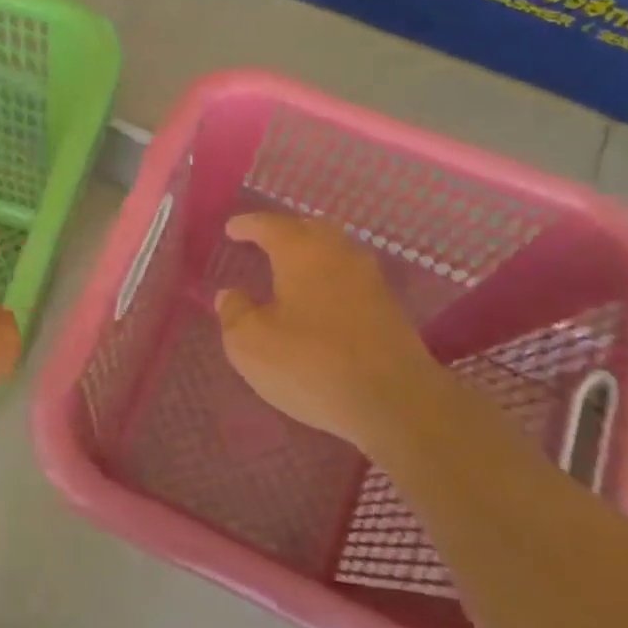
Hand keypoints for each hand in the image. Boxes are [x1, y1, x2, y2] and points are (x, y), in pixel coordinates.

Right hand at [215, 212, 452, 453]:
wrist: (395, 402)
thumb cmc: (310, 364)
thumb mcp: (249, 343)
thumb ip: (234, 312)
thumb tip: (232, 294)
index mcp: (302, 251)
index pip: (270, 225)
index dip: (248, 225)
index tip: (231, 229)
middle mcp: (339, 254)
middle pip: (310, 229)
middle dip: (285, 231)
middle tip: (264, 242)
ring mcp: (370, 279)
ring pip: (335, 252)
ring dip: (311, 254)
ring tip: (290, 268)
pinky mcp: (389, 308)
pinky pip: (350, 277)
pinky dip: (329, 278)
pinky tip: (319, 298)